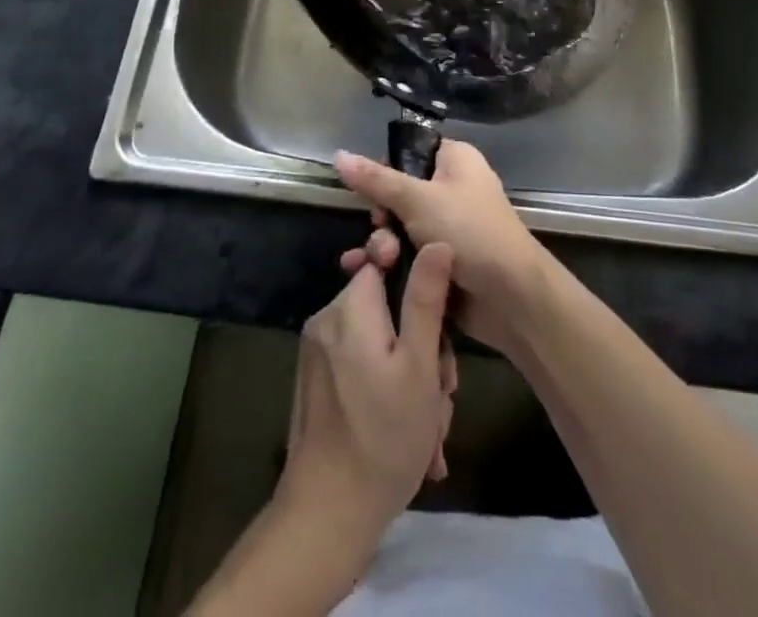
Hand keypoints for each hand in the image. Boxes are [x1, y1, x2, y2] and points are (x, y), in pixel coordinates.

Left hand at [279, 243, 458, 544]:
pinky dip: (387, 391)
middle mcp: (327, 320)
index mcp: (349, 307)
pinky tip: (410, 437)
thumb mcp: (419, 366)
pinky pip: (361, 367)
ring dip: (410, 377)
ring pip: (380, 343)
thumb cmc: (383, 437)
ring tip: (429, 426)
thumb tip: (435, 241)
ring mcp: (318, 353)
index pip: (386, 262)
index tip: (438, 328)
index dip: (418, 288)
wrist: (326, 516)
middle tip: (442, 390)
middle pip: (387, 308)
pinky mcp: (316, 383)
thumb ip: (425, 299)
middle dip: (421, 346)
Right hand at [335, 140, 551, 353]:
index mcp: (454, 160)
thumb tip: (338, 154)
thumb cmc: (468, 231)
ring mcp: (448, 227)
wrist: (512, 297)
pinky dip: (390, 263)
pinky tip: (365, 275)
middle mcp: (452, 188)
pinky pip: (407, 254)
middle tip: (382, 231)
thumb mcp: (417, 199)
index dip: (385, 170)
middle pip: (398, 193)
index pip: (409, 152)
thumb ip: (375, 180)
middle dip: (382, 217)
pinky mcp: (442, 262)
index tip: (370, 191)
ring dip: (383, 244)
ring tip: (380, 262)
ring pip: (399, 227)